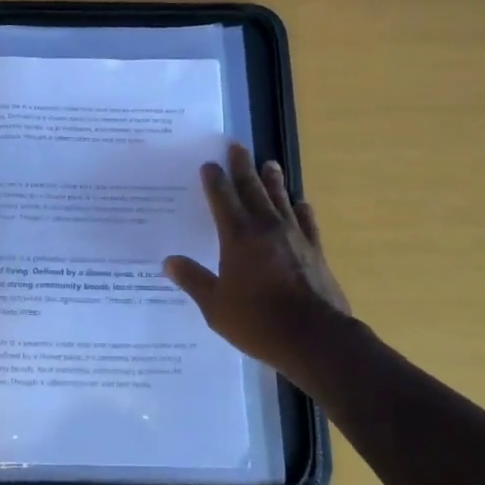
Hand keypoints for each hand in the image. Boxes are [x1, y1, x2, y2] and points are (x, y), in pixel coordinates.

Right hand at [162, 143, 351, 384]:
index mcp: (237, 236)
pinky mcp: (315, 250)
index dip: (214, 180)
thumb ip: (193, 280)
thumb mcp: (215, 306)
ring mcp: (294, 237)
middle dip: (242, 166)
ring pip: (280, 199)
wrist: (315, 337)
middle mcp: (265, 227)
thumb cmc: (258, 322)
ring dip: (273, 180)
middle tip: (237, 146)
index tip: (209, 164)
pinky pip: (307, 222)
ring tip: (269, 163)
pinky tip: (302, 204)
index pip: (222, 198)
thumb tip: (169, 262)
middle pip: (252, 188)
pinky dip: (302, 210)